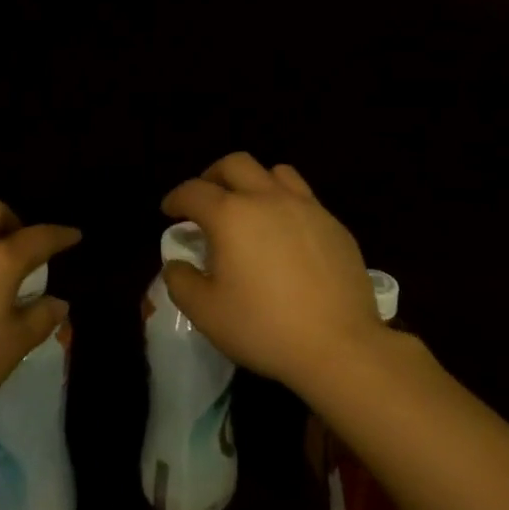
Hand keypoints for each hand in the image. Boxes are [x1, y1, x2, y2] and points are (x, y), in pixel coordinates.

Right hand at [160, 152, 383, 393]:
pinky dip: (285, 204)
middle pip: (235, 164)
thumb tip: (177, 263)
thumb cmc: (264, 327)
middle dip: (213, 176)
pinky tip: (286, 234)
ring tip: (249, 207)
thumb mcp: (206, 313)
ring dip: (254, 182)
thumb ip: (181, 282)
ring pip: (275, 172)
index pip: (194, 191)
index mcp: (231, 215)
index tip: (169, 211)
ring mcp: (306, 207)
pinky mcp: (333, 224)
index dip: (176, 198)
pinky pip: (304, 198)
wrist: (339, 344)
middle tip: (206, 199)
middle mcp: (268, 198)